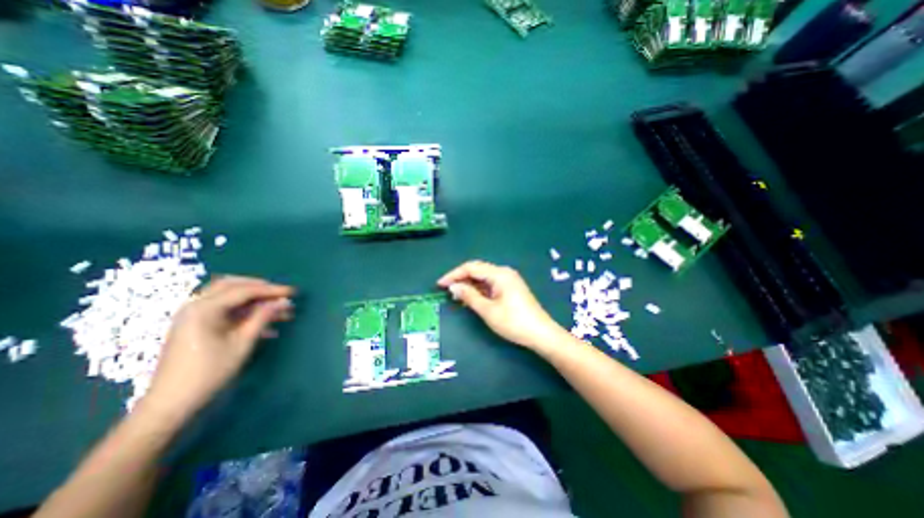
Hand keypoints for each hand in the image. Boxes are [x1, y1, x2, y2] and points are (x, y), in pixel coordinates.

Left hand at [146, 276, 293, 416]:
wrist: (170, 404)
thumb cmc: (209, 372)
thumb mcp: (242, 342)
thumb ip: (263, 317)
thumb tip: (284, 301)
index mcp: (204, 309)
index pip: (244, 290)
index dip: (272, 290)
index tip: (293, 292)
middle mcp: (196, 306)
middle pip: (232, 286)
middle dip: (261, 288)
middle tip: (282, 295)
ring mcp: (194, 316)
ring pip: (230, 297)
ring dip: (255, 301)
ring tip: (279, 311)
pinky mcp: (196, 327)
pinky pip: (225, 311)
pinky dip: (246, 313)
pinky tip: (266, 327)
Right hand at [438, 260, 567, 350]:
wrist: (541, 334)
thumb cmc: (513, 322)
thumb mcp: (488, 310)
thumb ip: (469, 296)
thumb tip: (454, 287)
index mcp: (499, 274)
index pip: (471, 267)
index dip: (454, 274)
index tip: (440, 284)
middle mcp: (504, 272)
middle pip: (477, 270)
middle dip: (461, 278)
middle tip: (446, 290)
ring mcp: (509, 280)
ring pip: (484, 277)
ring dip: (469, 284)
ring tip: (456, 296)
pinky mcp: (511, 288)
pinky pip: (490, 284)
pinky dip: (479, 290)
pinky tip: (471, 298)